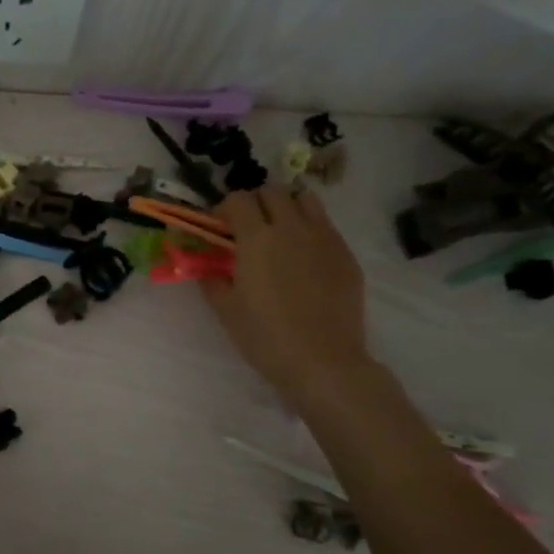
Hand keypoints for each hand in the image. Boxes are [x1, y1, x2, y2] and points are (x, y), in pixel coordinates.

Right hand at [202, 187, 373, 407]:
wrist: (324, 361)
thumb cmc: (266, 337)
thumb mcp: (226, 310)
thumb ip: (212, 280)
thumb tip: (206, 266)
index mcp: (257, 238)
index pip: (238, 199)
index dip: (224, 208)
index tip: (219, 227)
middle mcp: (292, 228)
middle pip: (273, 192)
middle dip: (256, 202)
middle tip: (247, 227)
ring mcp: (324, 238)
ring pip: (305, 200)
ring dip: (287, 207)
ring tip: (280, 232)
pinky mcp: (346, 254)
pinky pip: (326, 226)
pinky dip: (310, 229)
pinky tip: (304, 258)